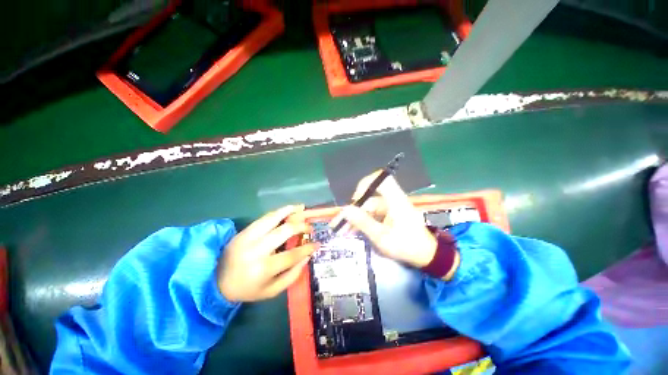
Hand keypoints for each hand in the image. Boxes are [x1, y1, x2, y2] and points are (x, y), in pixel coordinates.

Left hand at [217, 205, 316, 301]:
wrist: (216, 282)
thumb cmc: (247, 289)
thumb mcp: (272, 291)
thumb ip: (292, 275)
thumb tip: (307, 256)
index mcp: (263, 269)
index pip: (292, 255)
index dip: (307, 248)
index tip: (317, 244)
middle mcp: (256, 250)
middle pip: (285, 231)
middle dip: (301, 227)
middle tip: (310, 228)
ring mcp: (248, 237)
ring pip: (273, 218)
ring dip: (290, 211)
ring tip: (302, 207)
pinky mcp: (244, 231)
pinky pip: (264, 217)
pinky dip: (278, 211)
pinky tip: (287, 208)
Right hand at [334, 172, 436, 267]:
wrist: (426, 256)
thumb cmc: (406, 246)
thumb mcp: (382, 237)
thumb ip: (364, 223)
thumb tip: (346, 210)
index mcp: (395, 201)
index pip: (382, 180)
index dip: (367, 183)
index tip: (356, 198)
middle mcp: (392, 200)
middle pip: (369, 197)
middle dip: (354, 209)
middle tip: (341, 223)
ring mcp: (390, 207)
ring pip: (368, 206)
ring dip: (356, 217)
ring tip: (343, 230)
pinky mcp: (388, 214)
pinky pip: (371, 213)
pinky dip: (362, 221)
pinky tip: (353, 230)